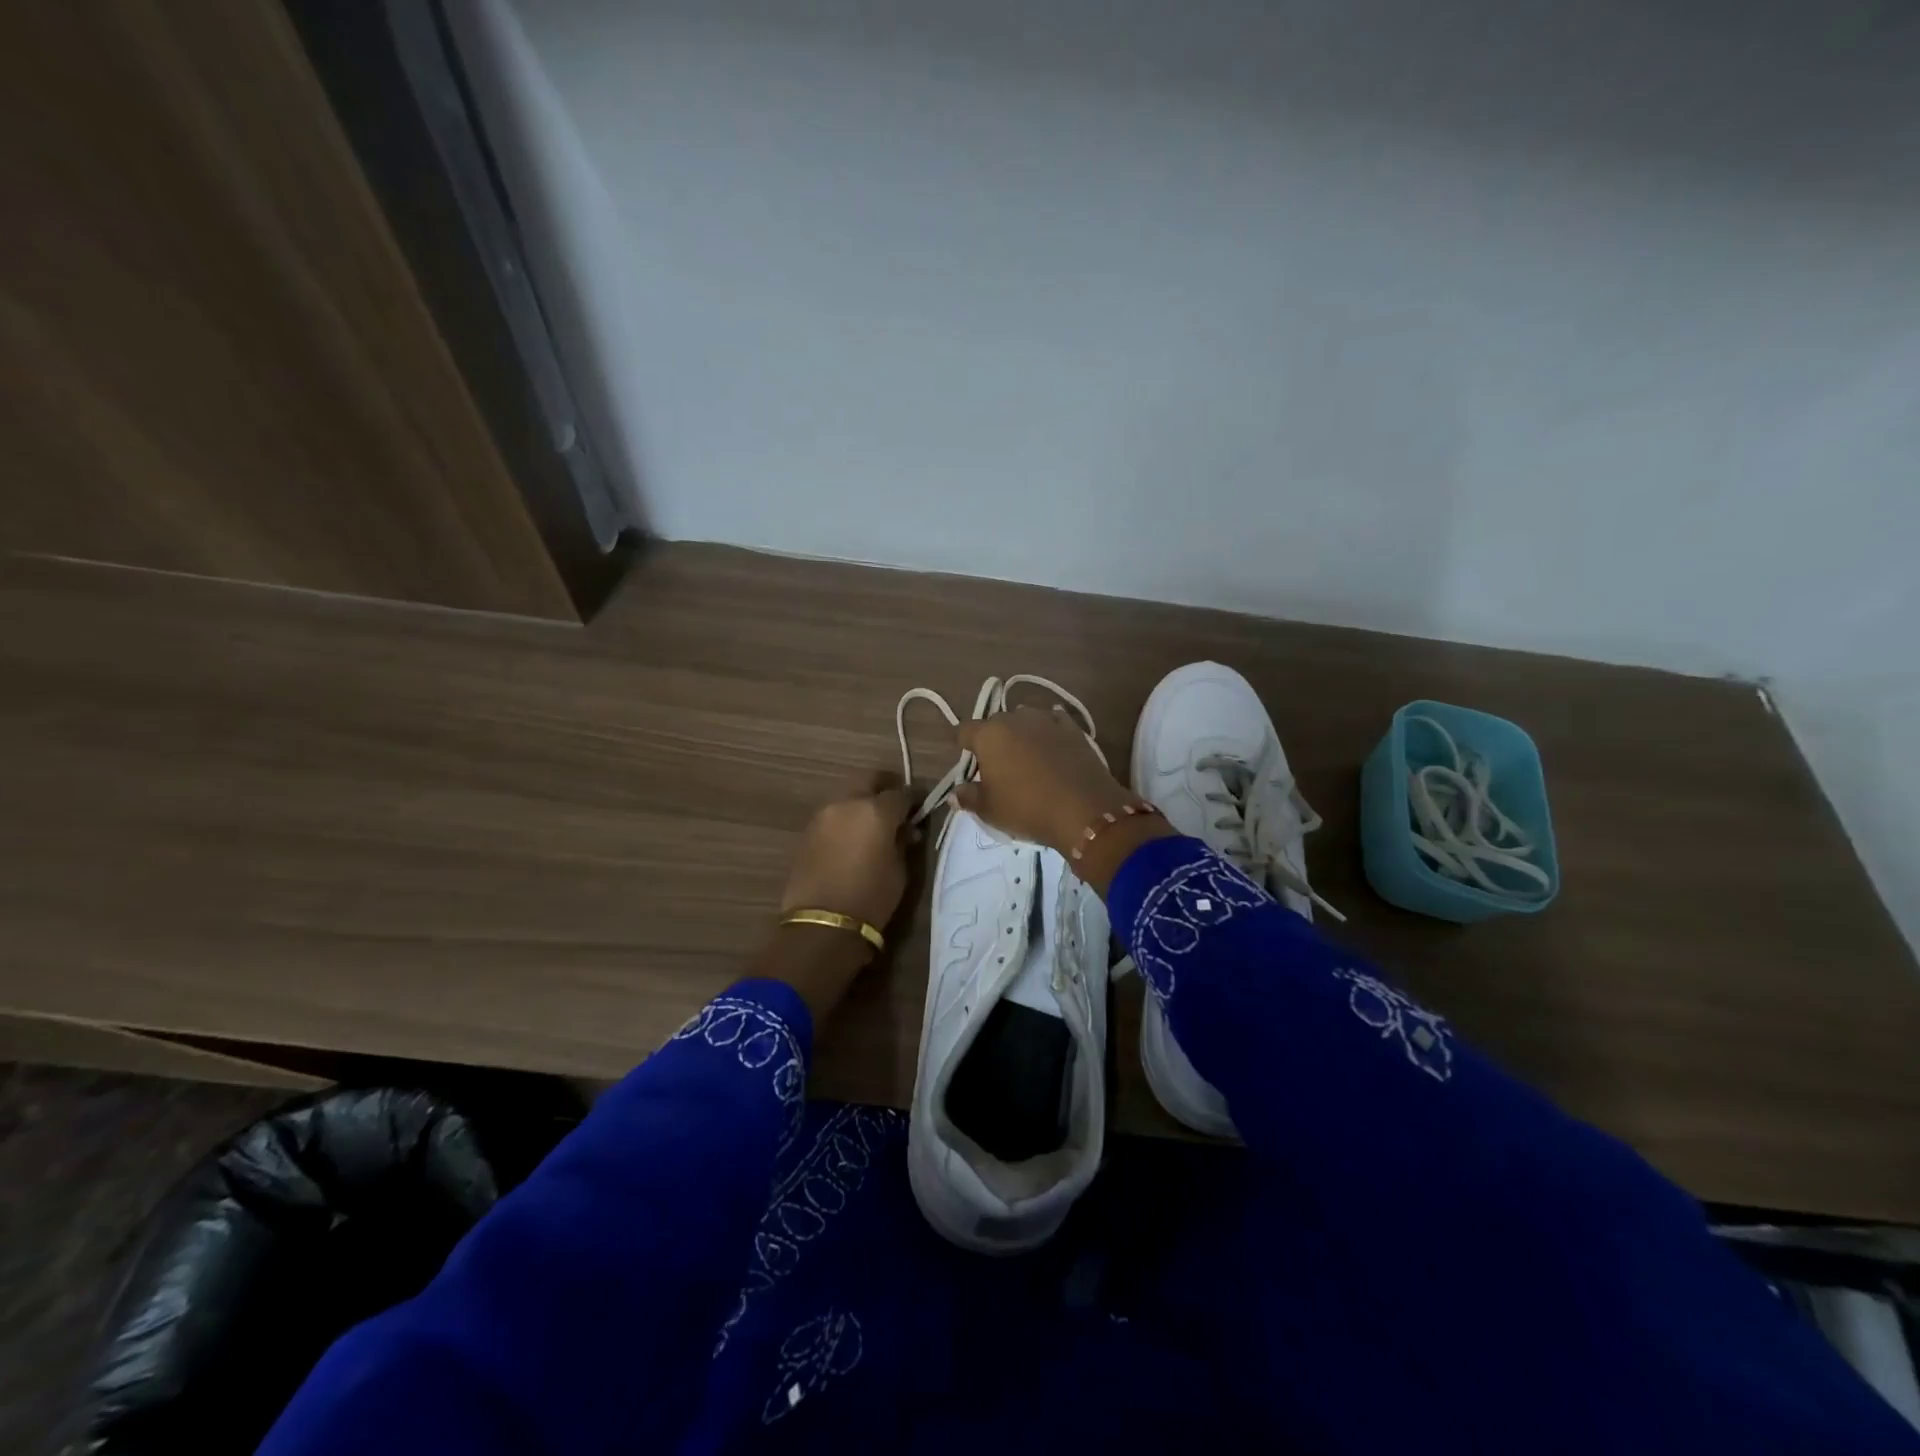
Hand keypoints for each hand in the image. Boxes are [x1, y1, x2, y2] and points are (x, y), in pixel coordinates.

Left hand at [779, 774, 916, 930]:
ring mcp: (823, 815)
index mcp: (876, 810)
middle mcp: (848, 803)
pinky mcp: (807, 831)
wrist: (823, 923)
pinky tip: (851, 840)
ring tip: (872, 827)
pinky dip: (845, 820)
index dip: (913, 800)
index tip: (919, 809)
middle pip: (869, 781)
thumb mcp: (900, 870)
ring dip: (861, 804)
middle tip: (895, 808)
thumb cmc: (871, 898)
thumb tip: (905, 830)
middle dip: (884, 789)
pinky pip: (833, 816)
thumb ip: (902, 842)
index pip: (901, 793)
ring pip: (848, 797)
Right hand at [955, 706, 1134, 856]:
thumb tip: (955, 793)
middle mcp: (1016, 718)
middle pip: (995, 723)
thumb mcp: (990, 810)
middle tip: (996, 764)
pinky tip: (1051, 745)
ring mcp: (1047, 720)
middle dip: (992, 738)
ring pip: (1025, 720)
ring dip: (1021, 733)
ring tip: (1025, 755)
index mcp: (989, 734)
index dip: (962, 744)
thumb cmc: (1027, 808)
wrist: (1084, 810)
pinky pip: (1053, 723)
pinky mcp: (1074, 729)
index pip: (964, 730)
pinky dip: (1048, 732)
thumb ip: (969, 797)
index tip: (966, 759)